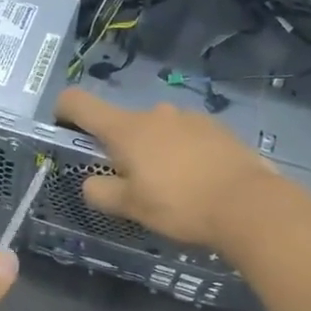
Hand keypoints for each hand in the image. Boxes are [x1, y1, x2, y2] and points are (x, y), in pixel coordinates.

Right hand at [54, 87, 277, 250]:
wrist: (248, 204)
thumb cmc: (179, 204)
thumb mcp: (130, 207)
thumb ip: (101, 192)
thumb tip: (92, 183)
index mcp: (126, 129)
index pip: (80, 103)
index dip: (63, 110)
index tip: (62, 127)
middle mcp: (155, 113)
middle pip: (123, 123)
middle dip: (120, 148)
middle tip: (131, 183)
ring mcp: (189, 117)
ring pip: (157, 131)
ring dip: (154, 151)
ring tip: (170, 187)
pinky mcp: (217, 128)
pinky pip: (186, 137)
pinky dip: (182, 154)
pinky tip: (196, 182)